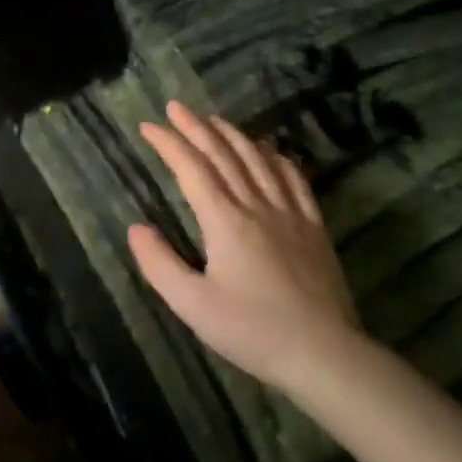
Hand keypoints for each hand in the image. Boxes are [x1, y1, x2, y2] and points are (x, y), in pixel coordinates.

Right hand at [128, 101, 366, 391]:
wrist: (325, 355)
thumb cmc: (253, 331)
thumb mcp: (192, 305)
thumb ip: (159, 264)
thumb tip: (136, 227)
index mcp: (225, 220)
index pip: (191, 168)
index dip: (168, 143)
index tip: (148, 126)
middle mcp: (256, 205)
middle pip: (224, 154)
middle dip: (196, 127)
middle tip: (176, 107)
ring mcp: (290, 214)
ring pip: (258, 159)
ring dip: (233, 134)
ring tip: (214, 120)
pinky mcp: (313, 228)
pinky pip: (294, 180)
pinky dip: (276, 157)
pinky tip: (270, 150)